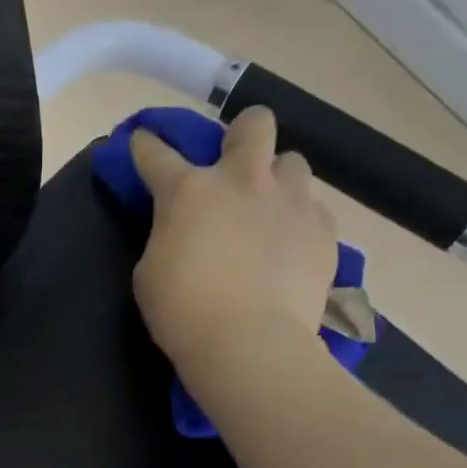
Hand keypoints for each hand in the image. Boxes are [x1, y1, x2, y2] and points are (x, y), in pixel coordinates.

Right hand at [128, 106, 337, 388]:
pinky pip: (314, 209)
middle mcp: (243, 180)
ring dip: (277, 180)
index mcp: (189, 191)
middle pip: (254, 124)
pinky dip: (299, 222)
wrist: (249, 343)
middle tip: (233, 164)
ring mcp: (291, 200)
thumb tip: (183, 231)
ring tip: (269, 212)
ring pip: (293, 162)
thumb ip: (167, 237)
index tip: (143, 141)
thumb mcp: (151, 273)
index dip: (146, 145)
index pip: (158, 154)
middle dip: (242, 135)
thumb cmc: (183, 313)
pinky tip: (290, 249)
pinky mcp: (323, 229)